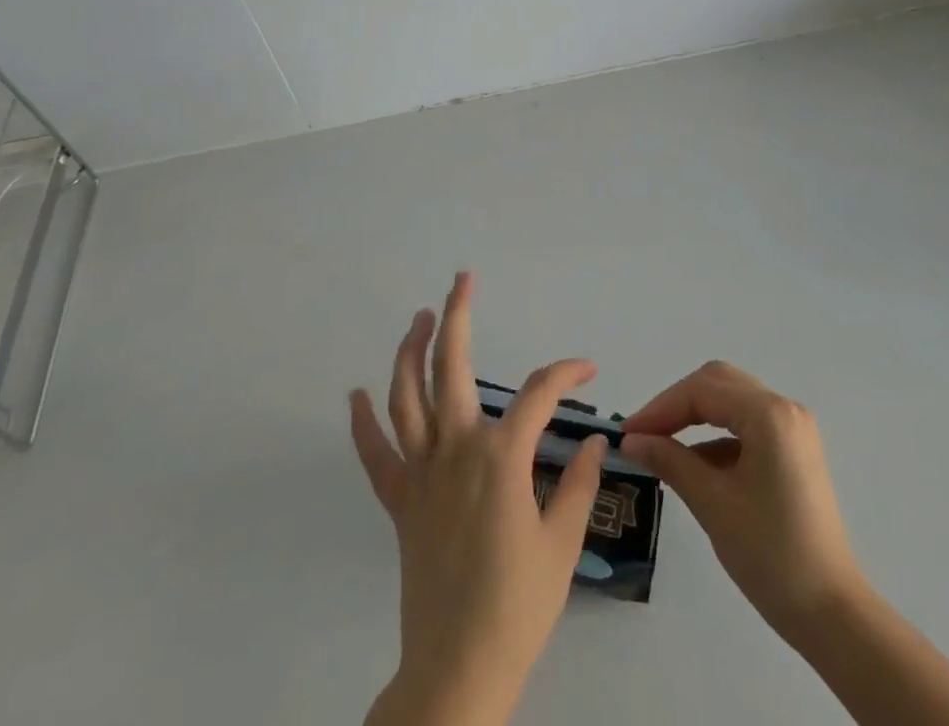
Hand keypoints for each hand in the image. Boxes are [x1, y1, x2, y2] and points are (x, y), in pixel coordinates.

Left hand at [350, 273, 607, 725]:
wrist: (457, 669)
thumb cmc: (518, 605)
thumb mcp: (563, 543)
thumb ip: (579, 483)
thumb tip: (593, 438)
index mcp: (501, 456)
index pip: (538, 393)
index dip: (565, 372)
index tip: (587, 367)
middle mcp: (456, 449)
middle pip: (451, 367)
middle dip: (458, 316)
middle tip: (463, 280)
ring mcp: (421, 473)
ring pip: (405, 397)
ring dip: (409, 351)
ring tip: (419, 318)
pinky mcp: (400, 502)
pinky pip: (375, 455)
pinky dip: (362, 423)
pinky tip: (355, 395)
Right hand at [619, 361, 861, 641]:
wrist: (831, 612)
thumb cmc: (770, 555)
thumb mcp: (712, 504)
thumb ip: (670, 461)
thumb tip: (632, 440)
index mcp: (769, 414)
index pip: (702, 391)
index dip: (660, 408)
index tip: (628, 433)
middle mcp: (784, 408)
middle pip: (718, 383)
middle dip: (677, 404)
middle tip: (643, 433)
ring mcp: (792, 427)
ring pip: (731, 400)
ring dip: (695, 417)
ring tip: (660, 445)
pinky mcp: (793, 449)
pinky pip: (746, 424)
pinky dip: (716, 436)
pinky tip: (693, 464)